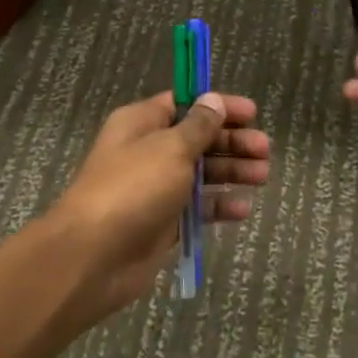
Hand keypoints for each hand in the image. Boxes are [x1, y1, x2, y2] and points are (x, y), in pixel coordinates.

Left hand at [46, 90, 269, 324]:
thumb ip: (198, 126)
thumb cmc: (133, 188)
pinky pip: (196, 208)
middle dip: (232, 142)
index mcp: (142, 123)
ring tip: (263, 176)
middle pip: (198, 139)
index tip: (252, 113)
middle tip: (265, 149)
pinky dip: (218, 206)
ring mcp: (155, 188)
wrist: (93, 256)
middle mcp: (148, 151)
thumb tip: (214, 100)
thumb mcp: (171, 148)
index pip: (186, 104)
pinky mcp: (162, 222)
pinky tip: (242, 209)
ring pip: (201, 173)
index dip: (219, 106)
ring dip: (231, 172)